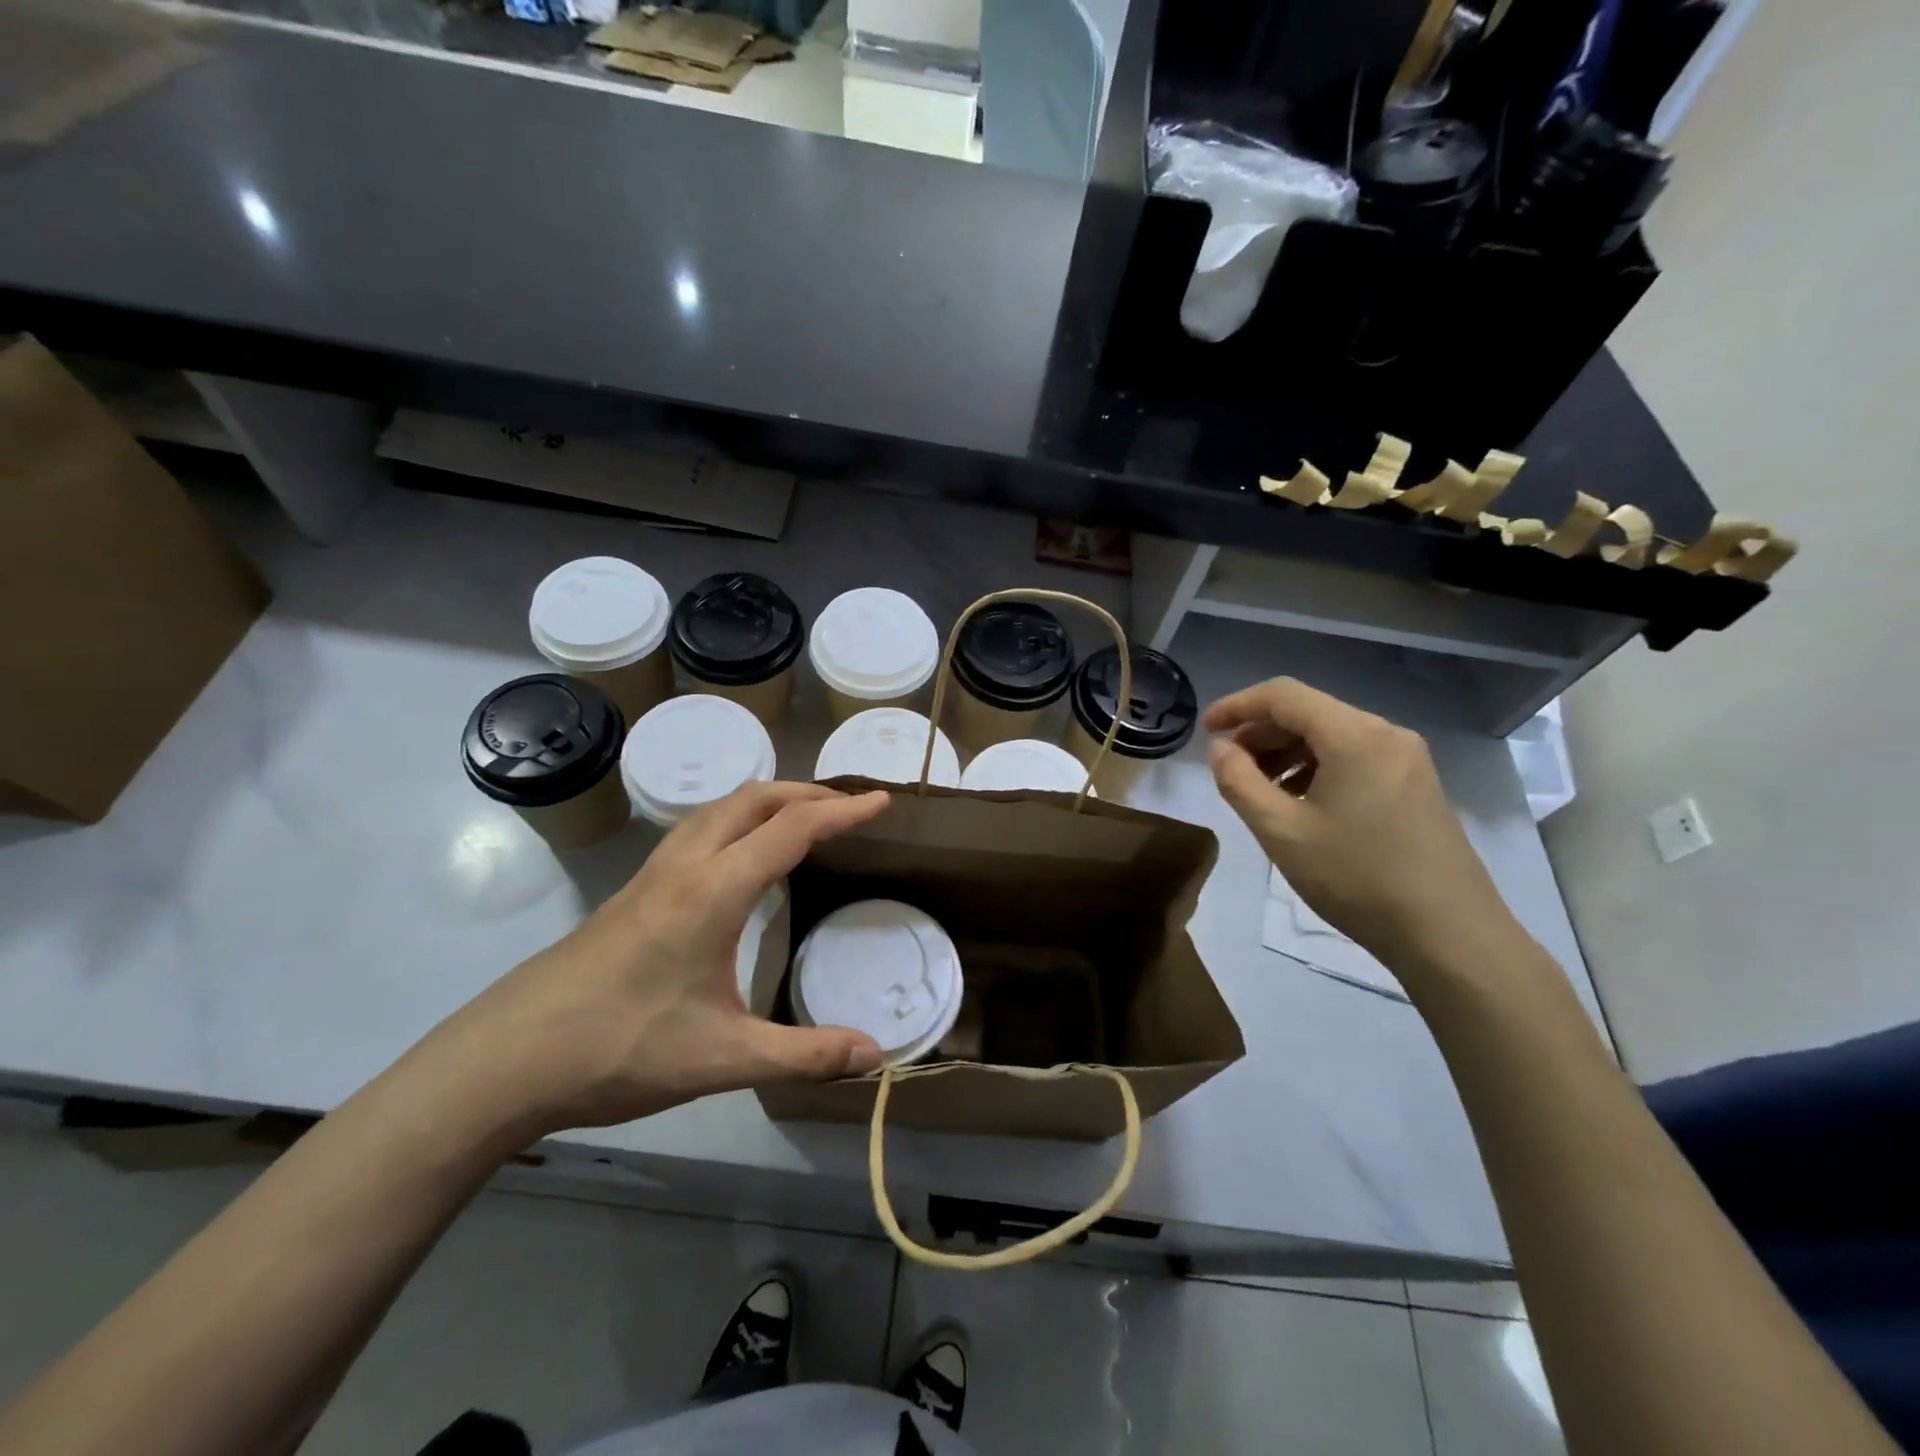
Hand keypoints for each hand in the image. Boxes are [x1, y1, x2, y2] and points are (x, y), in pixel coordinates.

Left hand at [420, 782, 891, 1141]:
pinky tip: (739, 857)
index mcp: (713, 892)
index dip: (843, 813)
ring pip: (719, 809)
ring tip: (802, 820)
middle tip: (848, 808)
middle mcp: (684, 866)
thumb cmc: (620, 1050)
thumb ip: (804, 1054)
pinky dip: (737, 820)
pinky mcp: (632, 893)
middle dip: (807, 793)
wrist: (505, 1060)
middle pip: (753, 799)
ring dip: (768, 800)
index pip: (792, 830)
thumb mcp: (723, 1060)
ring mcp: (652, 876)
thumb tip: (876, 1053)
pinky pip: (697, 830)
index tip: (882, 802)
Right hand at [1204, 679, 1515, 977]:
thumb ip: (1239, 781)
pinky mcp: (1416, 784)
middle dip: (1260, 733)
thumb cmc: (1357, 877)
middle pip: (1309, 712)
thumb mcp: (1281, 831)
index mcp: (1354, 735)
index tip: (1204, 730)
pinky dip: (1316, 768)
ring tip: (1258, 790)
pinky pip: (1354, 757)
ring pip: (1331, 736)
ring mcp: (1407, 759)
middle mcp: (1385, 733)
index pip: (1283, 695)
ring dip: (1286, 752)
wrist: (1449, 934)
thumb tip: (1220, 748)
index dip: (1237, 706)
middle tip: (1227, 767)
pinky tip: (1300, 803)